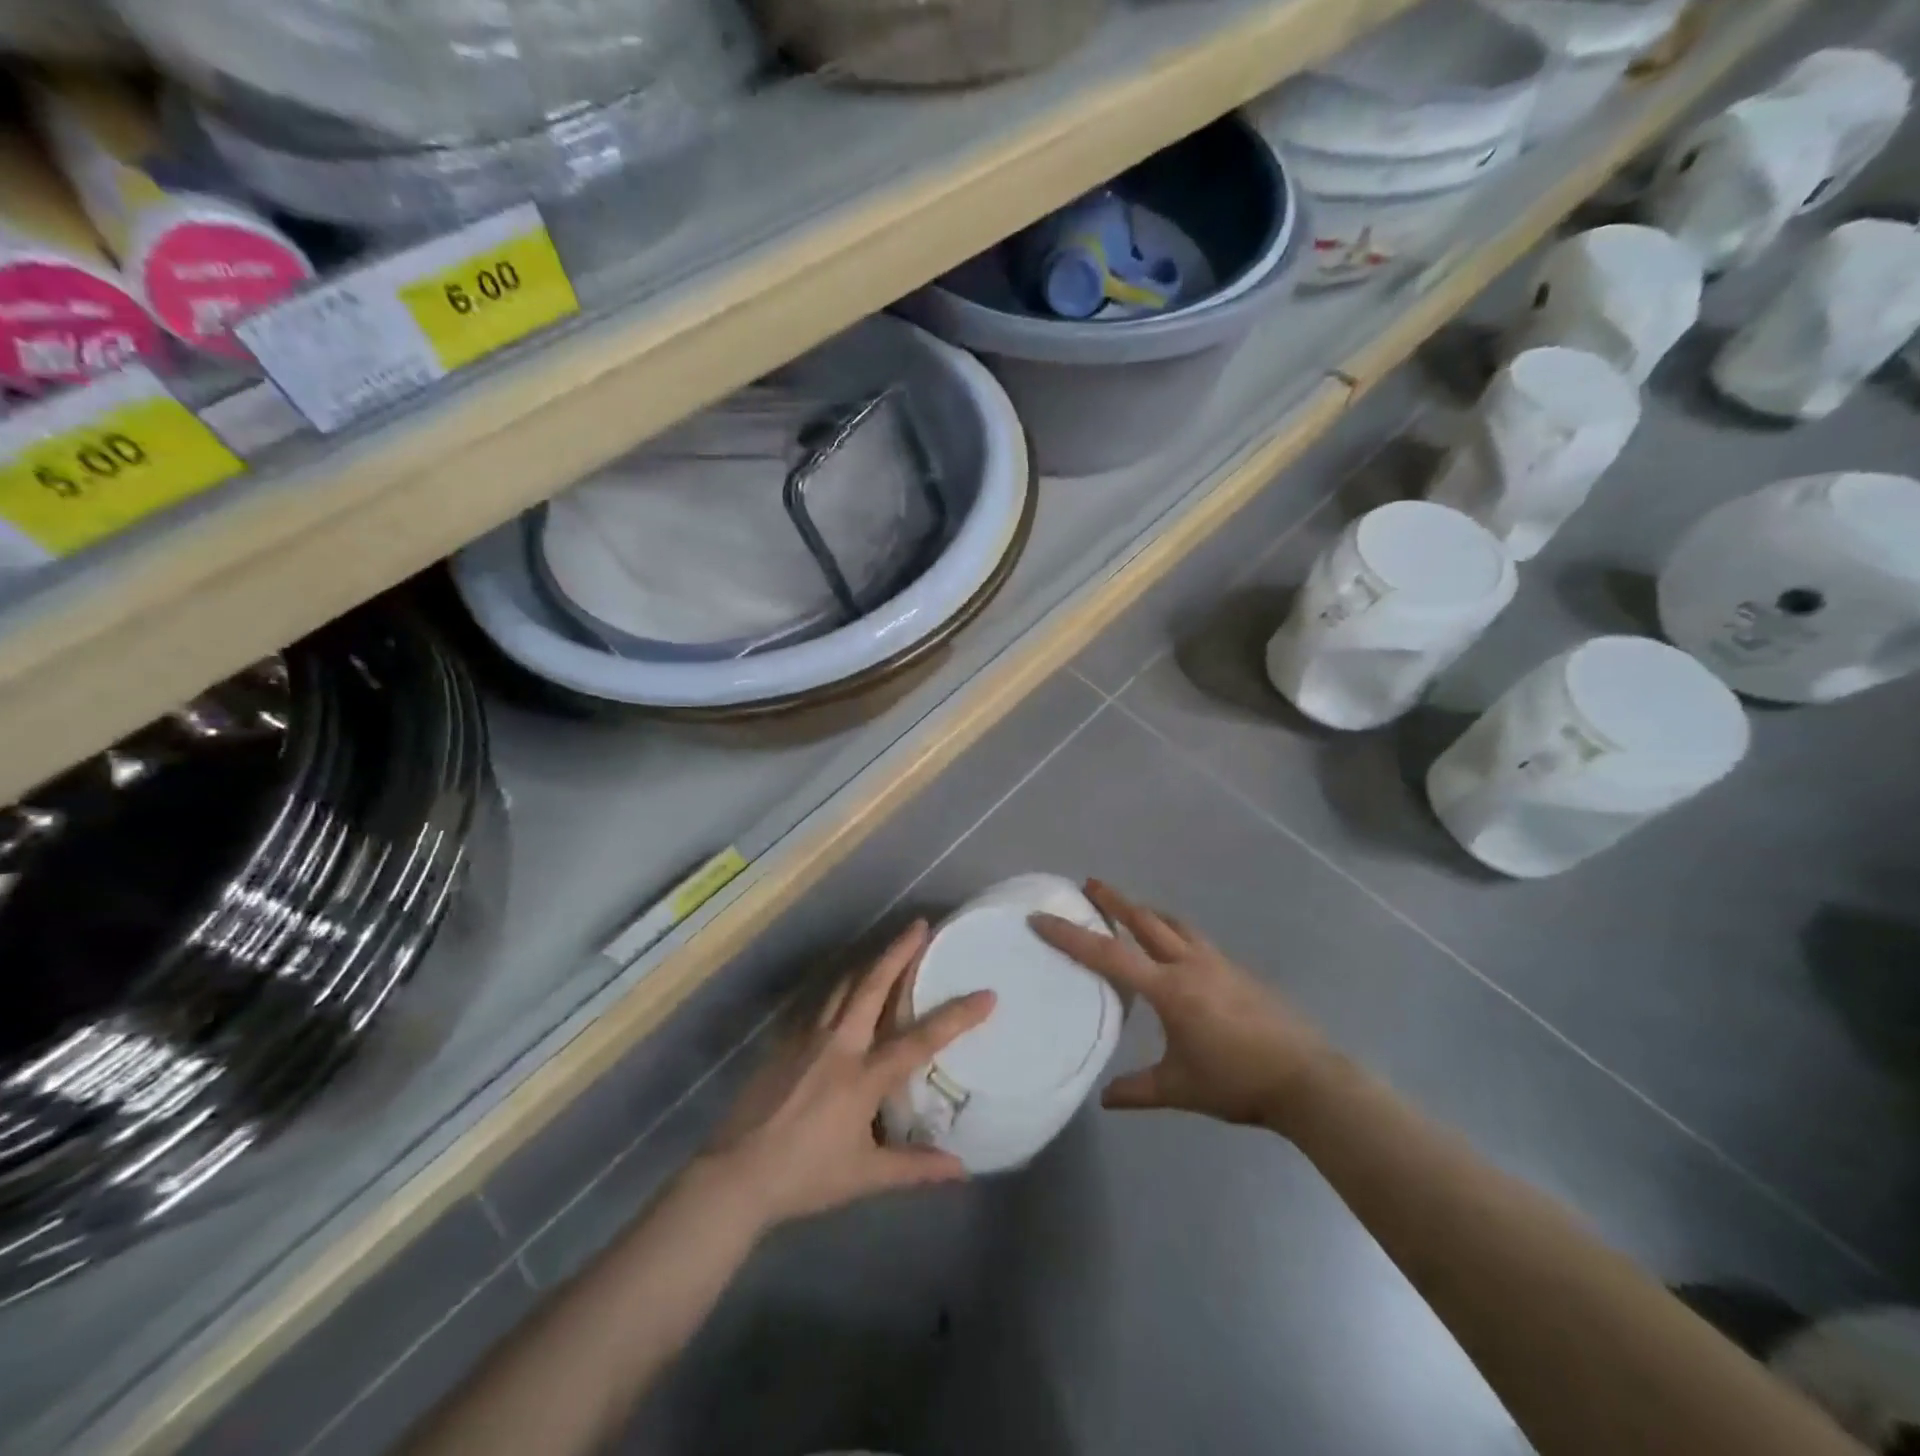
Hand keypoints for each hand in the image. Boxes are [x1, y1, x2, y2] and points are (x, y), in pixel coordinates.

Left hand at [703, 920, 995, 1228]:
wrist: (736, 1174)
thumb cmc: (805, 1175)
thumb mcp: (865, 1176)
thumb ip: (914, 1168)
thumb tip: (961, 1169)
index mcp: (863, 1076)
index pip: (919, 1039)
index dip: (956, 1016)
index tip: (987, 994)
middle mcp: (838, 1045)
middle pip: (872, 986)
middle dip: (898, 952)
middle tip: (919, 925)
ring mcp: (807, 1038)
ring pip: (843, 987)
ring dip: (869, 964)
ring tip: (888, 948)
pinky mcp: (784, 1043)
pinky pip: (818, 1005)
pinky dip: (839, 989)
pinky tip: (843, 989)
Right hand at [1031, 880, 1332, 1131]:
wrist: (1306, 1078)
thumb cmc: (1237, 1082)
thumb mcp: (1180, 1089)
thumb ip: (1138, 1090)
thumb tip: (1104, 1099)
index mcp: (1169, 989)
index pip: (1109, 955)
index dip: (1071, 936)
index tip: (1042, 919)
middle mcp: (1190, 964)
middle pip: (1144, 920)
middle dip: (1114, 900)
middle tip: (1089, 884)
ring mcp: (1217, 963)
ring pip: (1174, 924)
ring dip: (1148, 912)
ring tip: (1131, 910)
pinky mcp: (1237, 970)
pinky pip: (1195, 940)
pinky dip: (1174, 932)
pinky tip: (1176, 950)